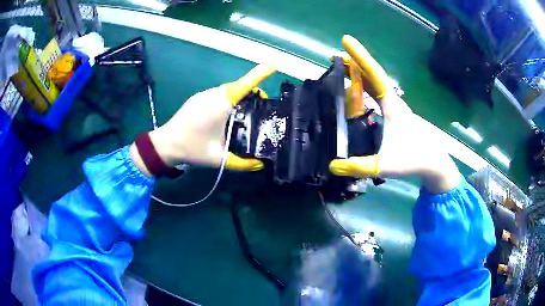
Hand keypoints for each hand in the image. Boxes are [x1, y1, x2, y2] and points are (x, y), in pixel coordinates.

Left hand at [130, 64, 275, 175]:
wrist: (165, 145)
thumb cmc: (192, 148)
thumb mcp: (219, 159)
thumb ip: (242, 163)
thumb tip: (260, 164)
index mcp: (220, 105)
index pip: (243, 86)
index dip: (258, 74)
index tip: (272, 66)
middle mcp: (212, 95)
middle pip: (238, 87)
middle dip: (252, 92)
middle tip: (261, 108)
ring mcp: (203, 95)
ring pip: (228, 90)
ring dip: (240, 96)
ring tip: (246, 113)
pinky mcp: (198, 98)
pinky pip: (219, 93)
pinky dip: (229, 98)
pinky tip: (228, 114)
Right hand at [329, 35, 459, 193]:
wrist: (433, 163)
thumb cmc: (413, 160)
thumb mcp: (385, 165)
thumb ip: (359, 167)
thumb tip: (332, 166)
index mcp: (392, 106)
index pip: (374, 75)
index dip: (359, 57)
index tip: (345, 41)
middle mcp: (393, 101)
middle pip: (372, 74)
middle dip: (354, 62)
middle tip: (333, 57)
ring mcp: (395, 106)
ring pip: (375, 83)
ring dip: (358, 73)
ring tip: (340, 69)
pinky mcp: (395, 112)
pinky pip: (377, 93)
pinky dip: (365, 86)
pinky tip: (356, 91)